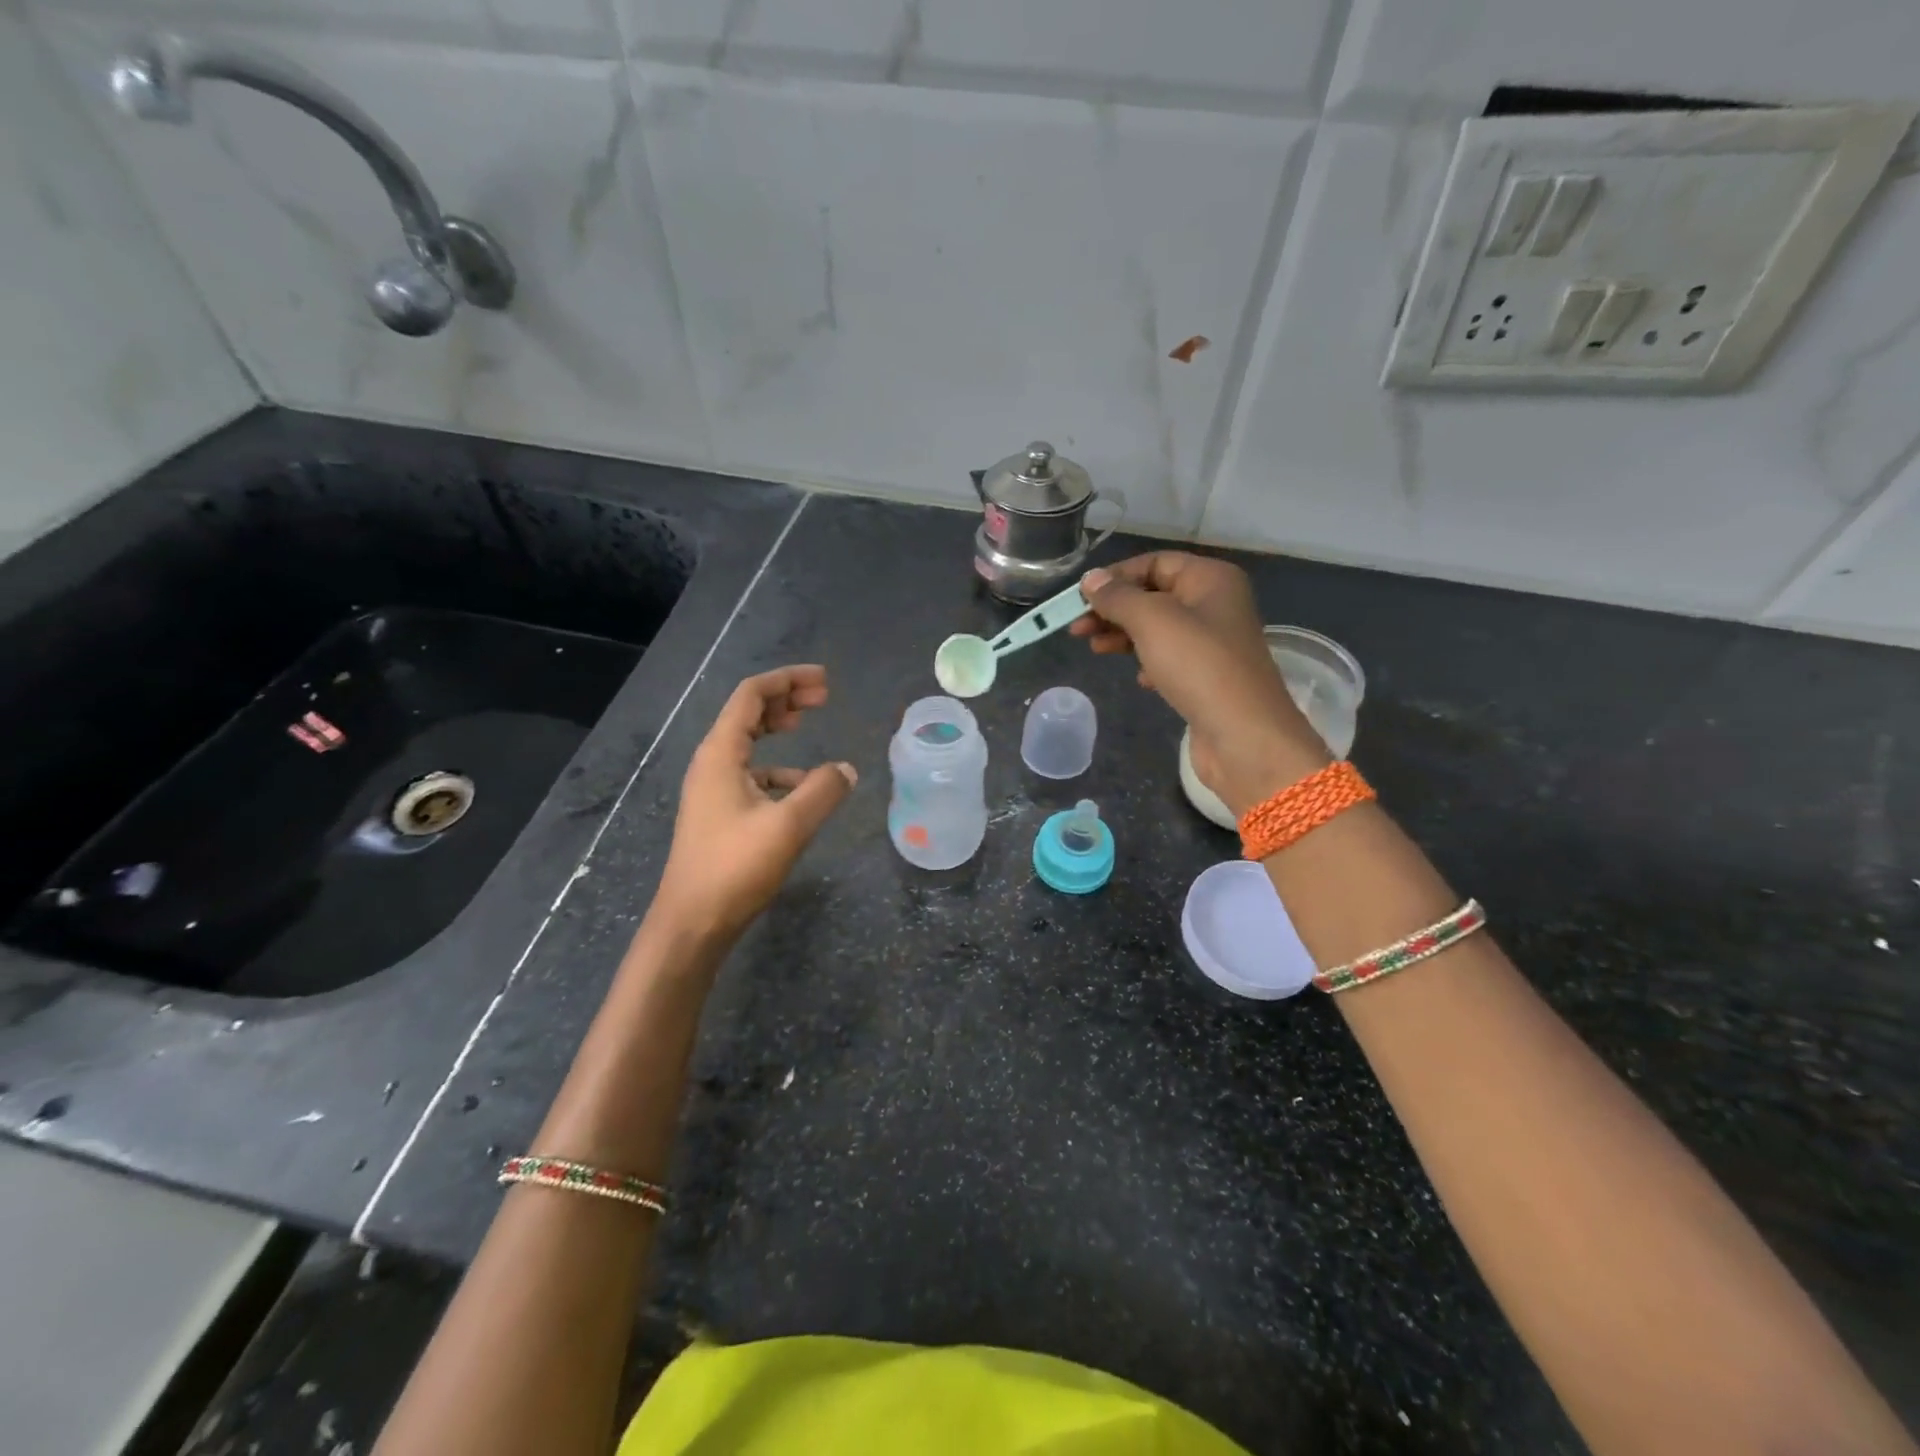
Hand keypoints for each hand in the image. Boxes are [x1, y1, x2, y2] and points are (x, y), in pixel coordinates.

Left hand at [653, 665, 856, 944]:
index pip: (751, 696)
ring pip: (748, 743)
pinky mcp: (719, 813)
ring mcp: (712, 789)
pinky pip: (750, 773)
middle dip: (785, 699)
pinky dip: (777, 767)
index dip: (787, 680)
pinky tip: (801, 786)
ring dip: (778, 728)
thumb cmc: (735, 867)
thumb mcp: (788, 825)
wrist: (692, 922)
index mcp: (720, 754)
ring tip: (808, 726)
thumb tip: (848, 769)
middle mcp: (711, 763)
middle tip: (823, 697)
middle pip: (747, 713)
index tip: (824, 681)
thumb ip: (823, 791)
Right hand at [1071, 553, 1327, 815]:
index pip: (1155, 563)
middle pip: (1154, 595)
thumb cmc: (1199, 666)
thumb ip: (1118, 597)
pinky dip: (1147, 663)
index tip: (1080, 598)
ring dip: (1124, 636)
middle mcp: (1216, 604)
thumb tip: (1091, 579)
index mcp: (1210, 579)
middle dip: (1114, 609)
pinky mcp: (1208, 677)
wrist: (1244, 735)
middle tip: (1077, 628)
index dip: (1115, 576)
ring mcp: (1213, 643)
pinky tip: (1138, 679)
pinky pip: (1170, 659)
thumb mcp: (1152, 621)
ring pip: (1158, 629)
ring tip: (1095, 649)